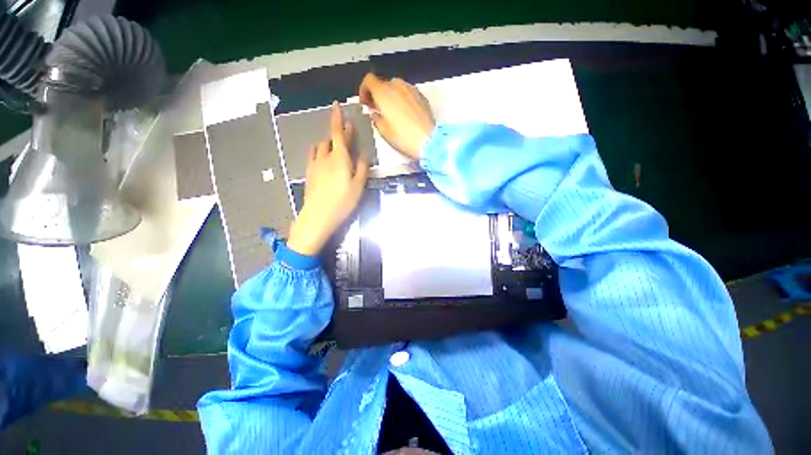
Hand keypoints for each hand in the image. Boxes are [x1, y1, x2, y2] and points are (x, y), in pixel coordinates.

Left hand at [287, 102, 369, 255]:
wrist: (318, 215)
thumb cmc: (343, 201)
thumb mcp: (359, 185)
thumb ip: (363, 168)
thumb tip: (365, 154)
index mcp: (340, 158)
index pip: (338, 132)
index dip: (338, 118)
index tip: (336, 105)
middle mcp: (326, 156)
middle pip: (331, 139)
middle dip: (339, 133)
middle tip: (347, 131)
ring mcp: (315, 164)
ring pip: (321, 146)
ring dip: (328, 142)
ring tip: (335, 147)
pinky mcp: (309, 172)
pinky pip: (313, 155)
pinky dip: (319, 151)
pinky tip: (322, 157)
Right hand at [358, 73, 435, 159]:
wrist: (428, 140)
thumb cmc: (403, 137)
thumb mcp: (383, 131)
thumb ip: (376, 118)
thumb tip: (375, 112)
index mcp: (384, 92)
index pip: (369, 80)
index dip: (364, 90)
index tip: (365, 103)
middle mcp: (397, 86)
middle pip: (383, 84)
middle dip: (377, 94)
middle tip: (377, 109)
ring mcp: (411, 89)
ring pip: (396, 87)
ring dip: (390, 96)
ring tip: (392, 111)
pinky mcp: (421, 96)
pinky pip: (407, 92)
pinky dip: (402, 98)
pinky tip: (404, 113)